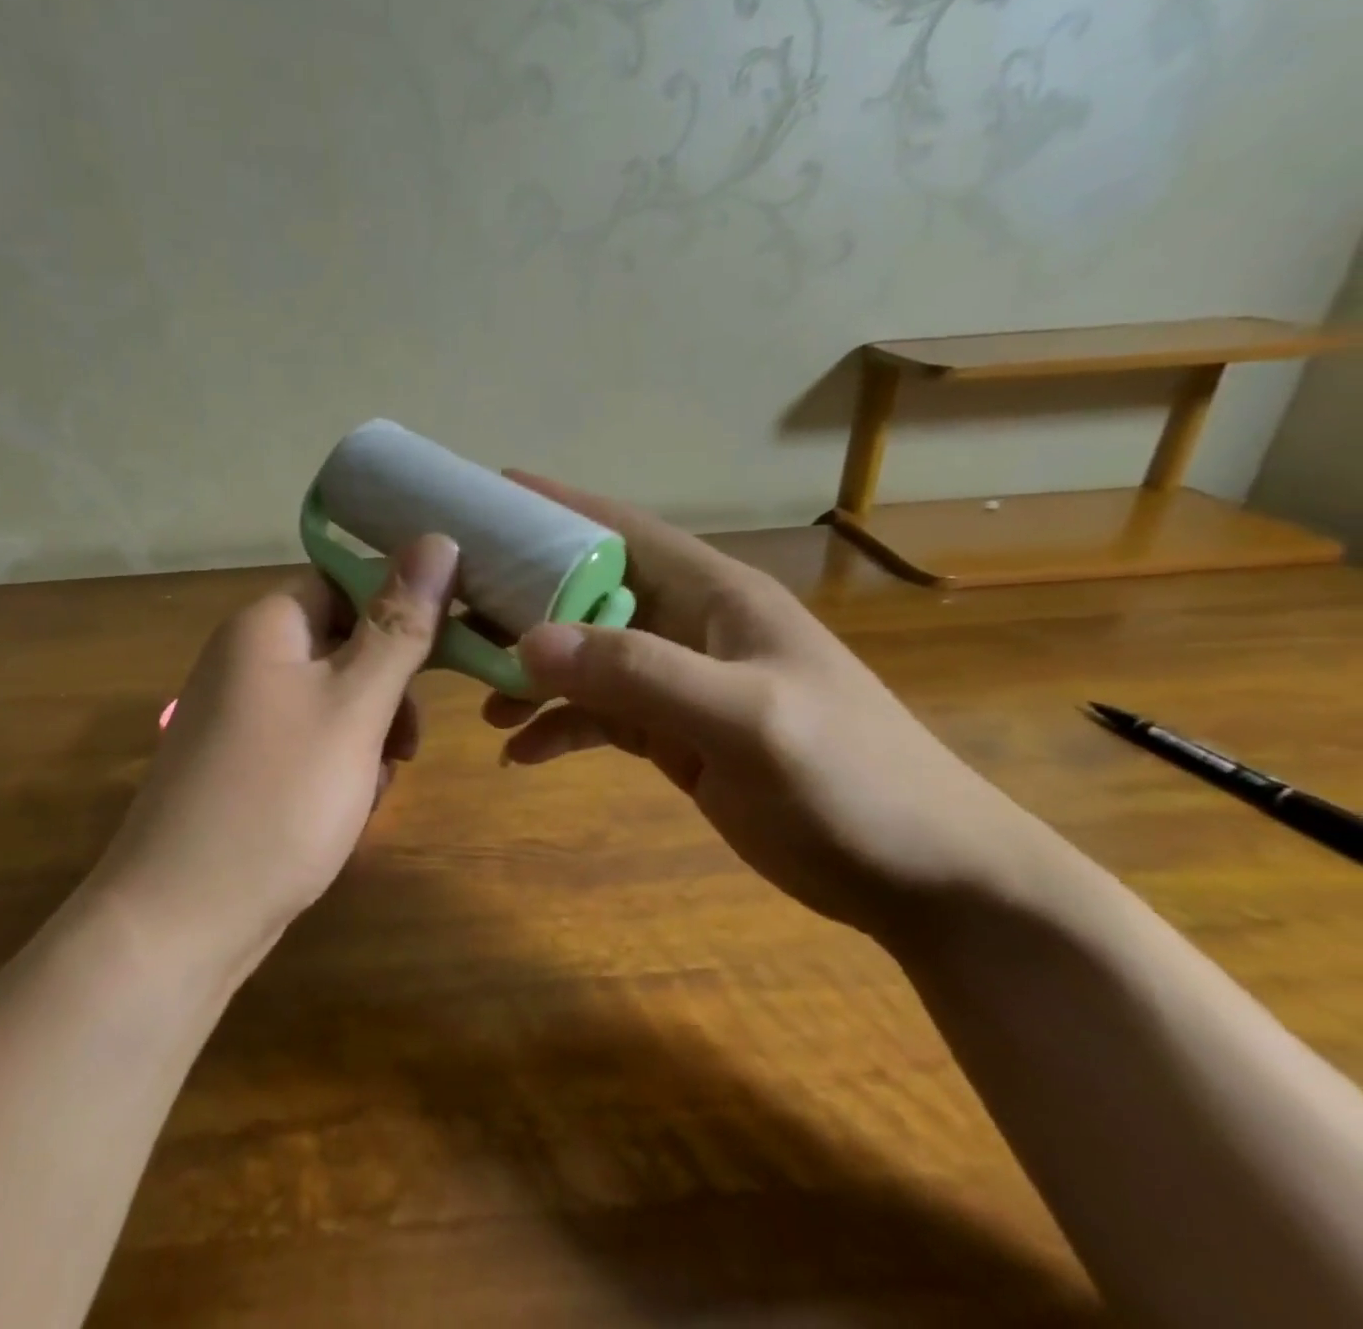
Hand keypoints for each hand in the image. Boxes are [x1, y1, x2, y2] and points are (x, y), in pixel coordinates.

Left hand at [92, 534, 459, 973]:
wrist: (180, 922)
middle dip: (387, 690)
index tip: (445, 653)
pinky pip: (308, 741)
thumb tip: (438, 539)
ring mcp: (239, 715)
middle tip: (406, 742)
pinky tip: (349, 809)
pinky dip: (339, 765)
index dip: (399, 610)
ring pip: (333, 699)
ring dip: (369, 733)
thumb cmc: (278, 798)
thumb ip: (399, 625)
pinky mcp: (241, 764)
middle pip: (343, 643)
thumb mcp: (355, 706)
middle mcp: (245, 659)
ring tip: (375, 785)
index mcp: (266, 626)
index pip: (346, 582)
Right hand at [486, 474, 1056, 940]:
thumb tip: (530, 642)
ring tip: (481, 699)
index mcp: (714, 595)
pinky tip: (521, 753)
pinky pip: (600, 716)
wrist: (923, 877)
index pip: (621, 531)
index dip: (555, 508)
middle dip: (522, 599)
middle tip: (453, 611)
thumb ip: (639, 674)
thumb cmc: (849, 780)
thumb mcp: (745, 720)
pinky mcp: (677, 735)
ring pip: (586, 658)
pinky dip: (559, 728)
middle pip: (588, 594)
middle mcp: (690, 627)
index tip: (485, 498)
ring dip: (533, 673)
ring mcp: (682, 682)